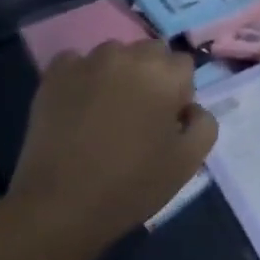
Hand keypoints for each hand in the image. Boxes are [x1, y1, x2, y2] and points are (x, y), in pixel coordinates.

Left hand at [8, 42, 217, 256]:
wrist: (58, 207)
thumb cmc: (130, 185)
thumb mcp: (188, 162)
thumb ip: (204, 123)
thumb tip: (191, 108)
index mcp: (165, 74)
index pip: (183, 66)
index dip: (178, 93)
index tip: (166, 121)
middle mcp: (129, 56)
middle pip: (151, 53)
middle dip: (151, 76)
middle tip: (139, 114)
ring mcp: (89, 62)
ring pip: (115, 54)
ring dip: (117, 74)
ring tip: (105, 110)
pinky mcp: (55, 75)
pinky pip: (75, 61)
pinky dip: (81, 76)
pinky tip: (77, 104)